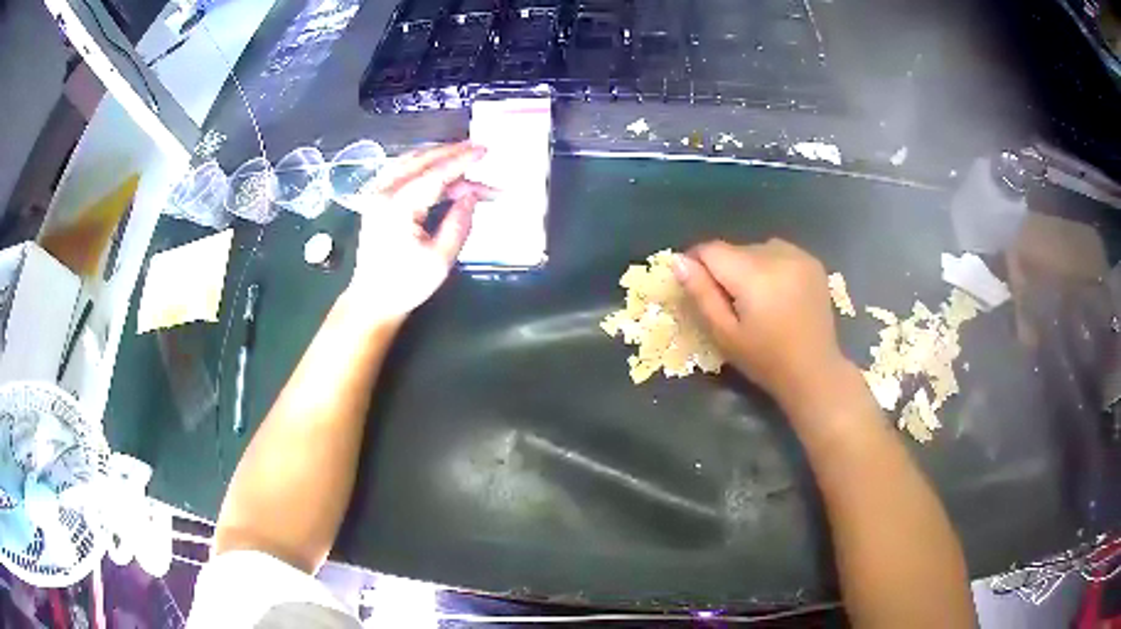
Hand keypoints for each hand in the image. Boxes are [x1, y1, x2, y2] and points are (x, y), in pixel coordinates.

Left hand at [345, 142, 487, 322]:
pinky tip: (439, 169)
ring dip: (438, 157)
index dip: (463, 161)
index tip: (485, 151)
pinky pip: (401, 170)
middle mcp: (384, 192)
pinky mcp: (376, 200)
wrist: (372, 300)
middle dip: (453, 153)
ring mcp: (377, 194)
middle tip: (480, 149)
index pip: (436, 174)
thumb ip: (459, 223)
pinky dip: (423, 165)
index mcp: (399, 206)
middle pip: (422, 160)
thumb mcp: (441, 259)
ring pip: (410, 161)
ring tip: (464, 157)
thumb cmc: (406, 284)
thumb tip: (471, 196)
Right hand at [672, 239, 847, 401]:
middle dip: (724, 269)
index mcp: (754, 275)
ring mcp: (799, 256)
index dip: (696, 263)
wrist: (814, 371)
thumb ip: (701, 294)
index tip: (694, 285)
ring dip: (748, 266)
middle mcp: (778, 255)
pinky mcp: (812, 262)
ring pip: (756, 248)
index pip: (711, 250)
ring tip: (754, 297)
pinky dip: (770, 264)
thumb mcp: (724, 334)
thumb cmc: (765, 360)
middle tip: (728, 303)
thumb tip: (677, 260)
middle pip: (734, 249)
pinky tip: (776, 291)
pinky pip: (778, 251)